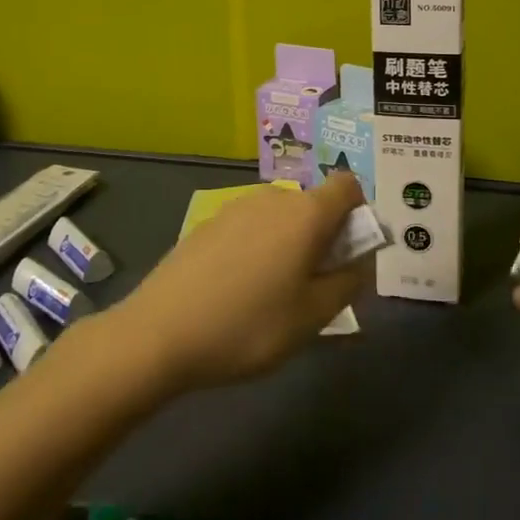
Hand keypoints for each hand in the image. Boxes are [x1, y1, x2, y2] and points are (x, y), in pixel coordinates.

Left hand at [108, 174, 370, 391]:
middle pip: (314, 205)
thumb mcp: (313, 316)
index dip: (358, 214)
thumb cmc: (248, 325)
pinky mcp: (208, 223)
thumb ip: (348, 282)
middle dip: (324, 237)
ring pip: (281, 218)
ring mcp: (235, 207)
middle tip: (314, 288)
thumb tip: (360, 259)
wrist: (158, 333)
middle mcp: (272, 198)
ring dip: (290, 245)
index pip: (348, 186)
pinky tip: (237, 290)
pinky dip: (258, 248)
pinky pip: (250, 228)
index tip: (349, 254)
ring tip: (273, 295)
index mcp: (305, 213)